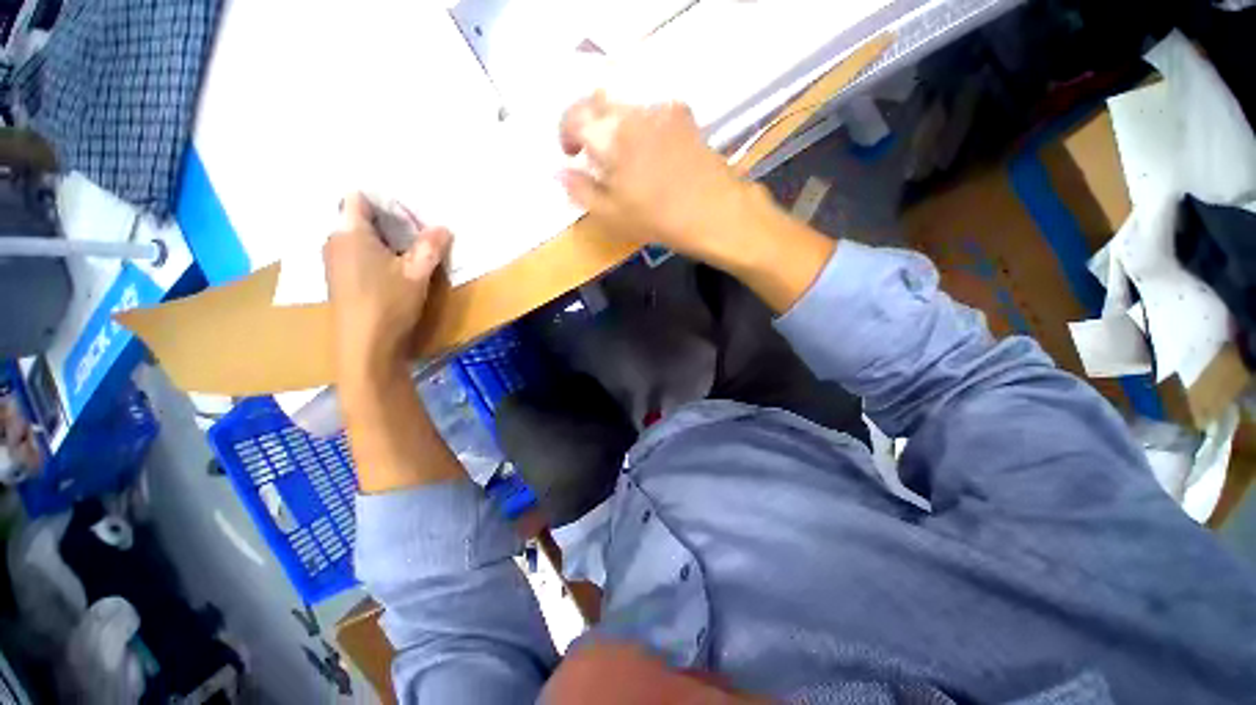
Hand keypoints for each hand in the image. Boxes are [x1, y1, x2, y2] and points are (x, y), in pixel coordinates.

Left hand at [323, 193, 450, 378]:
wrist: (365, 346)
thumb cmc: (388, 303)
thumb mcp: (417, 273)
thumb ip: (430, 246)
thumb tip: (443, 227)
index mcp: (348, 232)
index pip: (357, 198)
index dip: (383, 200)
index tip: (409, 211)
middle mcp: (334, 241)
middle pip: (356, 217)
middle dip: (387, 220)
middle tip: (417, 229)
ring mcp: (333, 262)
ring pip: (357, 237)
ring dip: (382, 239)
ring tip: (410, 248)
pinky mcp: (339, 279)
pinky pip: (355, 254)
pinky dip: (374, 254)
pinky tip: (394, 269)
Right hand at [558, 93, 754, 268]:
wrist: (716, 212)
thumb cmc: (660, 219)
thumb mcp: (613, 215)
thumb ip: (581, 190)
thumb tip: (558, 172)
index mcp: (611, 135)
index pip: (574, 116)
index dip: (566, 134)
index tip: (571, 155)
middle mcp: (633, 112)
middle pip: (598, 102)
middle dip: (588, 124)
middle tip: (593, 153)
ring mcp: (661, 110)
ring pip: (625, 104)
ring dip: (614, 123)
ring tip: (622, 155)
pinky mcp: (683, 116)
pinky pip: (650, 111)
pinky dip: (639, 124)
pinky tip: (649, 150)